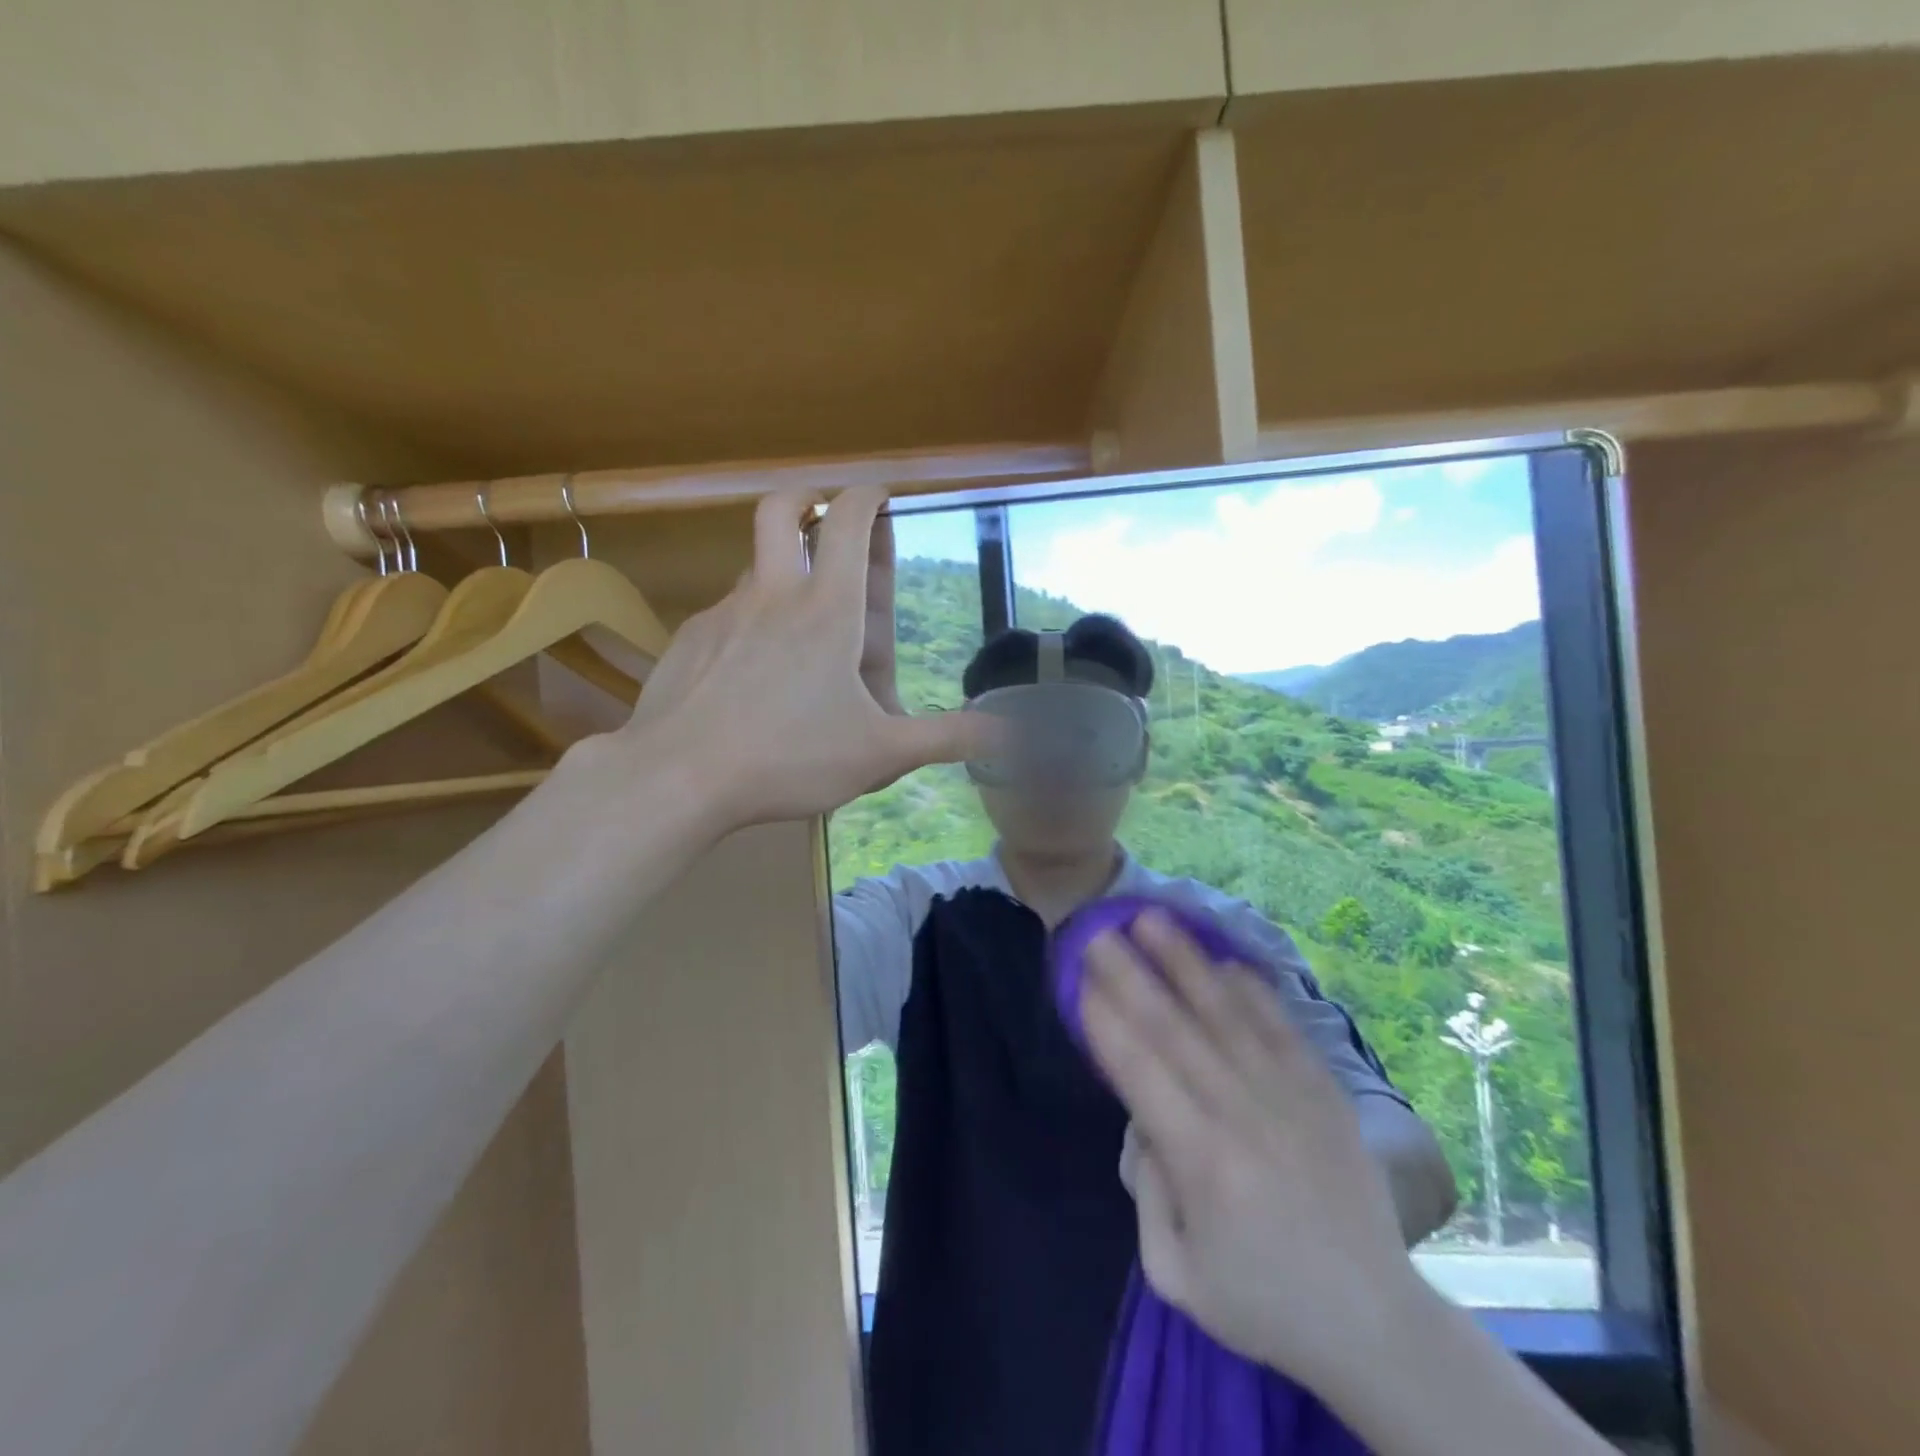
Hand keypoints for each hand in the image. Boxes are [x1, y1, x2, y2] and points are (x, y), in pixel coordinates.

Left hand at [618, 486, 996, 831]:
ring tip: (800, 625)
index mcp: (827, 609)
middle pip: (781, 510)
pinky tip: (751, 674)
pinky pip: (727, 614)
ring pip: (754, 568)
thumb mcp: (880, 754)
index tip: (880, 497)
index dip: (868, 497)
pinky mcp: (690, 640)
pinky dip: (749, 624)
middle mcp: (773, 595)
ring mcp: (724, 613)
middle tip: (825, 517)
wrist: (678, 777)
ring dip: (781, 572)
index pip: (849, 522)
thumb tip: (1004, 734)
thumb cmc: (789, 757)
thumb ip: (944, 739)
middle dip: (808, 498)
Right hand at [1081, 911, 1422, 1391]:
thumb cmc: (1261, 1300)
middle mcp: (1243, 1116)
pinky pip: (1282, 1028)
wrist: (1374, 1321)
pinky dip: (1252, 991)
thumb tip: (1143, 1121)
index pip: (1142, 1073)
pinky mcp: (1324, 1093)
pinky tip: (1225, 960)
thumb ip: (1146, 1192)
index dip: (1107, 1022)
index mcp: (1203, 1163)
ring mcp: (1289, 1098)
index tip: (1080, 979)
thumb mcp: (1176, 1274)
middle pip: (1176, 1030)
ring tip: (1153, 920)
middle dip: (1131, 975)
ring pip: (1226, 1014)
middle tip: (1100, 931)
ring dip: (1185, 963)